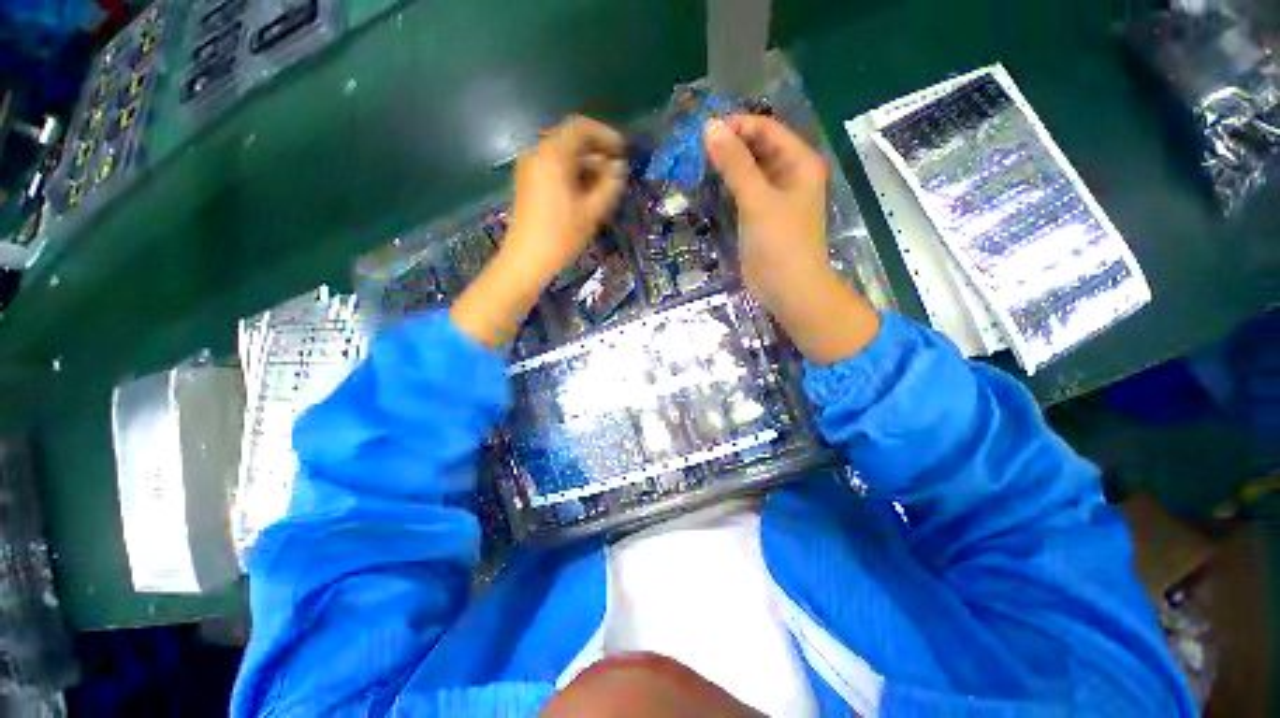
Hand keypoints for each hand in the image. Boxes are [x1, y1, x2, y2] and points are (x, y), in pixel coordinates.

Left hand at [503, 115, 627, 283]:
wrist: (526, 259)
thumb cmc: (561, 236)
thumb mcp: (591, 212)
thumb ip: (609, 185)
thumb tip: (619, 168)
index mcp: (553, 155)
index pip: (581, 127)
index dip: (605, 135)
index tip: (622, 151)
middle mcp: (537, 153)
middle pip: (571, 139)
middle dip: (596, 151)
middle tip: (616, 171)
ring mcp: (530, 167)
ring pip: (563, 155)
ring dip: (586, 164)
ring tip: (605, 185)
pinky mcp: (527, 181)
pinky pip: (553, 167)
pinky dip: (572, 173)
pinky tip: (585, 192)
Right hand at [705, 114, 879, 363]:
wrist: (789, 289)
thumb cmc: (779, 243)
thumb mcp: (757, 200)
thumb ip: (735, 164)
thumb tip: (711, 128)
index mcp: (799, 163)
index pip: (767, 130)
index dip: (738, 126)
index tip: (704, 132)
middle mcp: (790, 175)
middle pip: (759, 149)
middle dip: (731, 146)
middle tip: (696, 150)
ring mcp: (776, 198)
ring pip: (751, 171)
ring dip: (728, 167)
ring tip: (698, 164)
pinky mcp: (763, 217)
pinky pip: (745, 193)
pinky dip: (730, 187)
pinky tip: (710, 186)